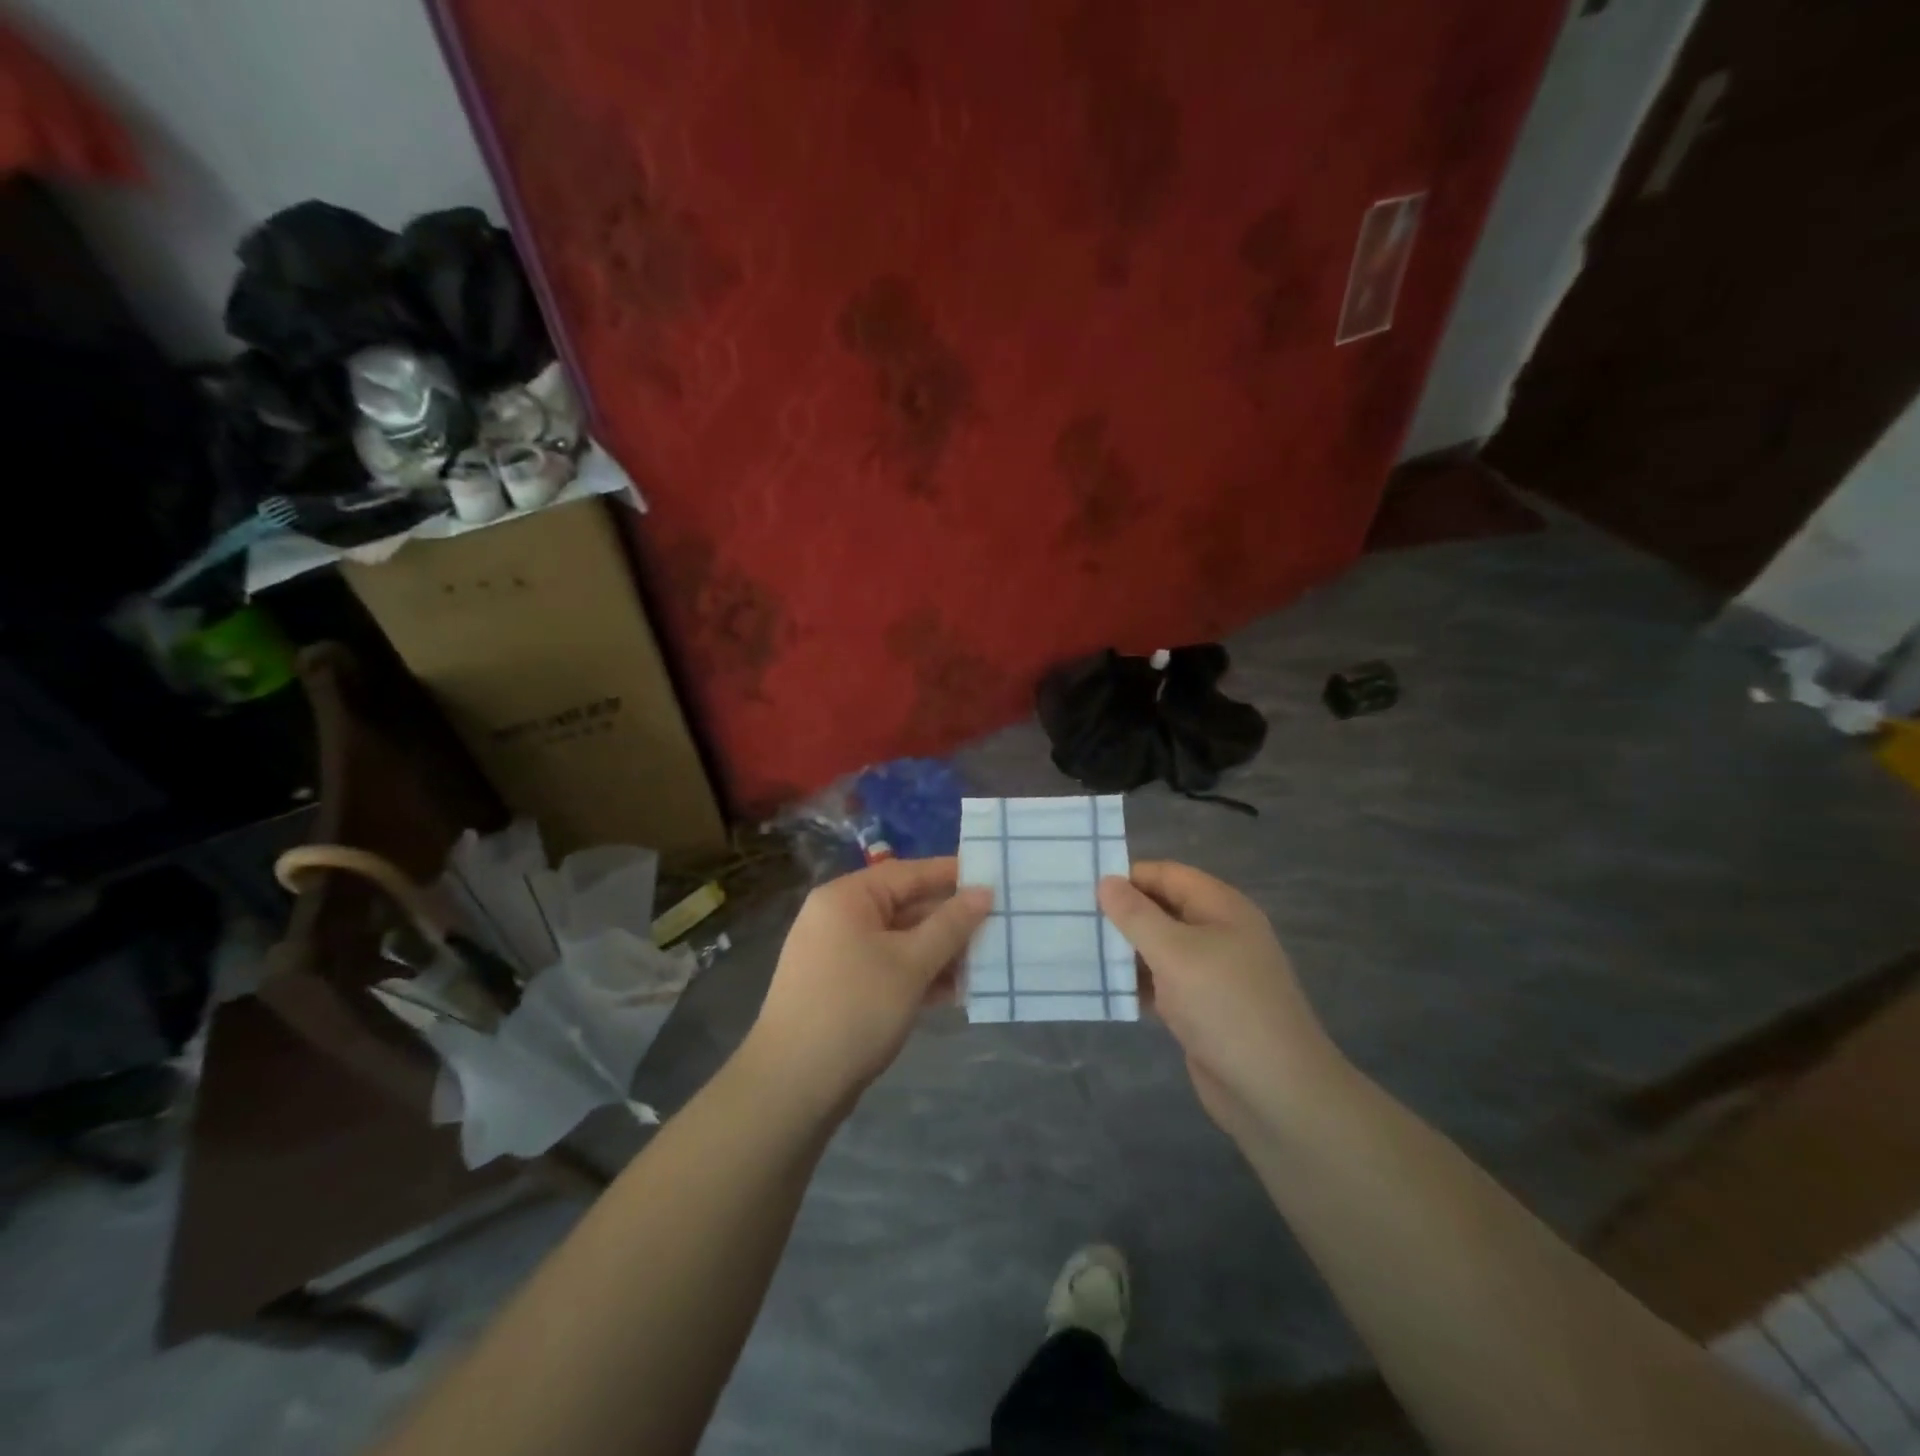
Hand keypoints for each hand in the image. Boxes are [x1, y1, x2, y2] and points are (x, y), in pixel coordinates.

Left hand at [747, 857, 991, 1109]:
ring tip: (985, 964)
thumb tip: (984, 892)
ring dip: (939, 952)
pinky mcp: (841, 989)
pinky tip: (955, 992)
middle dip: (950, 922)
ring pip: (900, 942)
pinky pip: (888, 968)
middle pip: (905, 907)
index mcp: (847, 898)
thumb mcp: (911, 964)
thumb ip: (950, 925)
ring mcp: (837, 955)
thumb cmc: (855, 1009)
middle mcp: (839, 918)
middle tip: (999, 928)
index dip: (952, 875)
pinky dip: (918, 976)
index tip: (993, 879)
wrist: (792, 1086)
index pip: (909, 873)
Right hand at [1098, 861, 1348, 1135]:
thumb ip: (1137, 915)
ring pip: (1159, 948)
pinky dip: (1135, 983)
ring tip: (1078, 949)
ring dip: (1124, 950)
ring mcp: (1211, 973)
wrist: (1274, 1092)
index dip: (1128, 877)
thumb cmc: (1225, 1007)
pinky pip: (1161, 983)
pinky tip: (1102, 987)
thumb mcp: (1175, 953)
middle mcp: (1218, 933)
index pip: (1167, 875)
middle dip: (1121, 914)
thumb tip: (1106, 880)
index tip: (1083, 888)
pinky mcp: (1201, 1008)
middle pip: (1162, 910)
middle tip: (1073, 918)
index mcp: (1221, 908)